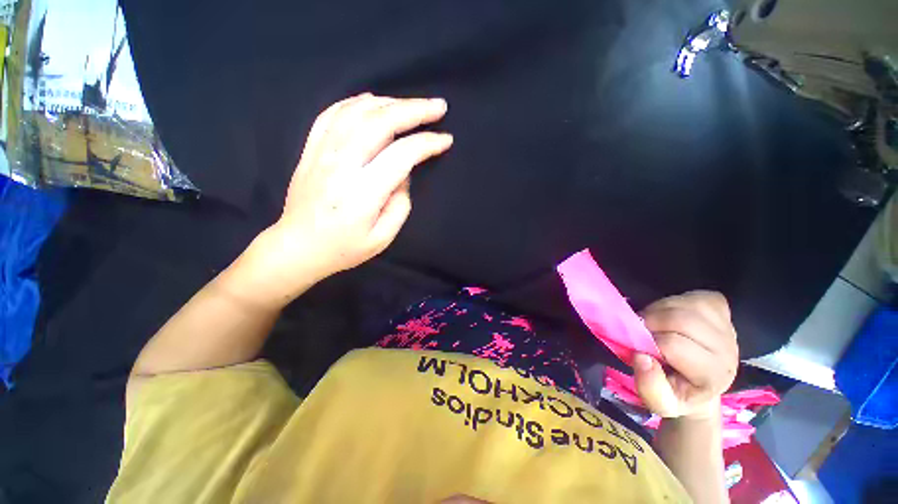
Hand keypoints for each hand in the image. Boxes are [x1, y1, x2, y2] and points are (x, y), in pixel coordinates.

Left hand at [247, 93, 451, 299]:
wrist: (298, 247)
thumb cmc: (344, 248)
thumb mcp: (382, 238)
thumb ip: (400, 205)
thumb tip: (403, 174)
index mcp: (363, 193)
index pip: (401, 155)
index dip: (427, 143)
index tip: (446, 139)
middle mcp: (341, 165)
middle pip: (380, 123)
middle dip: (414, 110)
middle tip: (438, 106)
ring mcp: (322, 153)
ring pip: (356, 111)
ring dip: (389, 102)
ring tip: (411, 105)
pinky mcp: (311, 150)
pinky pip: (331, 114)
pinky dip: (355, 102)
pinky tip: (372, 101)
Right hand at [633, 291, 738, 420]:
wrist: (699, 384)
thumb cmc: (676, 393)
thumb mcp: (660, 403)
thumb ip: (649, 387)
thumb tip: (641, 357)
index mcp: (712, 375)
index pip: (674, 345)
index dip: (649, 343)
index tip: (641, 349)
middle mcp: (726, 349)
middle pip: (680, 320)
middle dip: (651, 321)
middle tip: (641, 331)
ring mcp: (726, 326)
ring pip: (684, 304)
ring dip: (658, 310)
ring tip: (653, 323)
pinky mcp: (722, 309)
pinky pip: (693, 296)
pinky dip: (673, 301)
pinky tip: (669, 314)